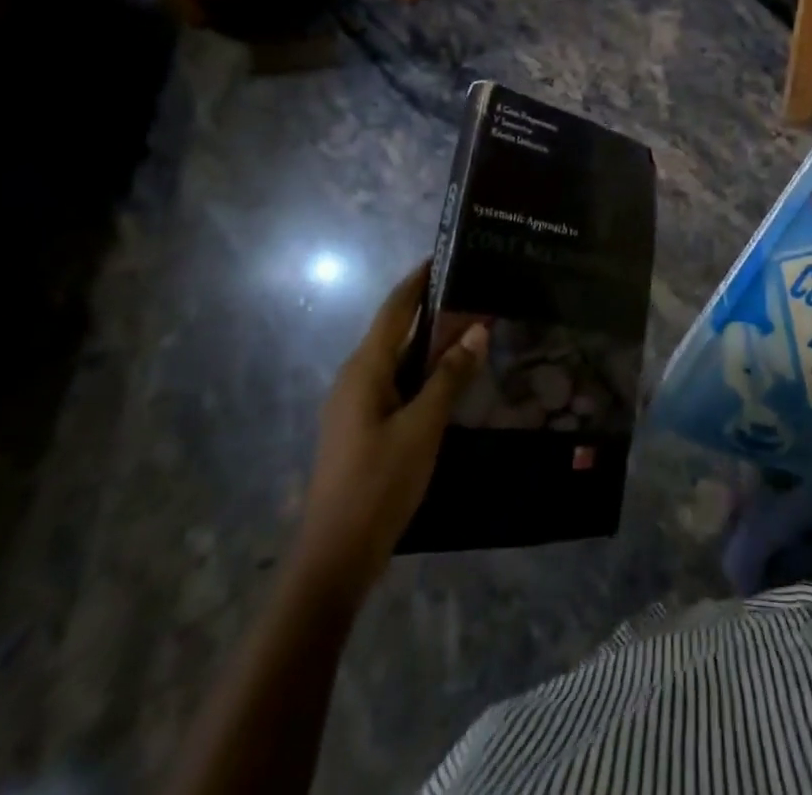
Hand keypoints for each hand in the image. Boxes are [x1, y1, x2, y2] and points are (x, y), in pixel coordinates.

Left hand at [296, 263, 486, 600]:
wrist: (335, 556)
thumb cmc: (378, 484)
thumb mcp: (422, 428)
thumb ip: (449, 377)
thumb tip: (477, 330)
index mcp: (364, 369)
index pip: (395, 309)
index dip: (418, 280)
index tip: (444, 255)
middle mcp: (355, 377)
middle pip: (396, 330)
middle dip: (431, 308)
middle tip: (472, 290)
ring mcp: (356, 404)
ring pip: (398, 358)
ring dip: (430, 341)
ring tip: (469, 327)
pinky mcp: (362, 427)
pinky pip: (396, 382)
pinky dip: (423, 370)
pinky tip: (449, 378)